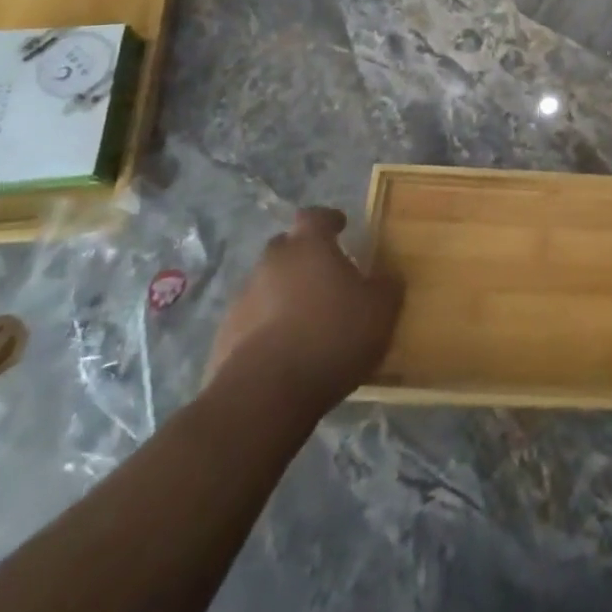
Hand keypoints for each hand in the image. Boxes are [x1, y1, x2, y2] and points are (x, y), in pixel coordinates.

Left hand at [205, 207, 402, 411]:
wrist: (264, 395)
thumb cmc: (331, 336)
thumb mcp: (380, 310)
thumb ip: (386, 286)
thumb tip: (387, 276)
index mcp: (309, 246)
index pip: (314, 216)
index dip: (328, 220)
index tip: (340, 226)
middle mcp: (272, 263)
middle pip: (286, 247)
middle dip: (303, 256)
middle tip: (324, 275)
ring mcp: (242, 299)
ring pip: (266, 285)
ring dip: (283, 294)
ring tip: (305, 319)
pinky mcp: (224, 337)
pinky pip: (251, 321)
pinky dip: (265, 327)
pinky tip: (283, 350)